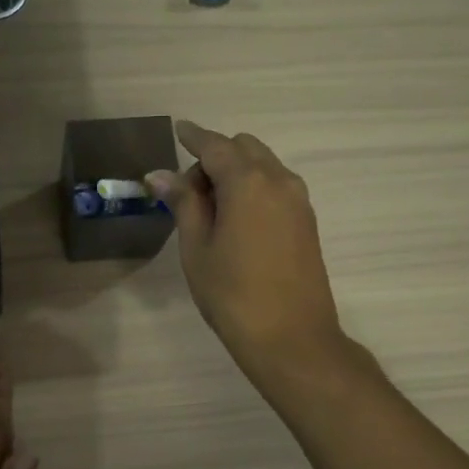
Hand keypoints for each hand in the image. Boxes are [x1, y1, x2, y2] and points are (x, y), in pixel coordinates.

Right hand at [147, 120, 350, 387]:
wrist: (291, 338)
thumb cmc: (232, 294)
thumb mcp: (197, 248)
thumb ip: (183, 203)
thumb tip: (160, 173)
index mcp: (248, 182)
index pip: (215, 145)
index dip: (194, 136)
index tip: (178, 130)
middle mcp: (279, 180)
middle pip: (244, 148)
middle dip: (215, 157)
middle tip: (190, 193)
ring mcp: (298, 201)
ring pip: (264, 166)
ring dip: (237, 172)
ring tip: (212, 211)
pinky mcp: (307, 221)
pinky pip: (277, 186)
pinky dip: (255, 188)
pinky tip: (237, 221)